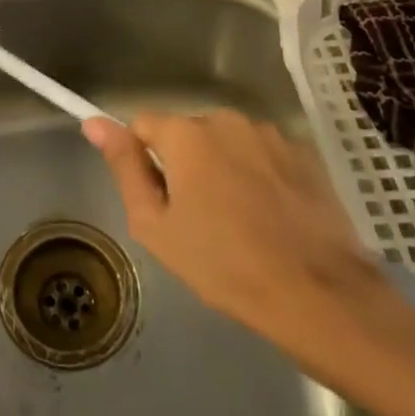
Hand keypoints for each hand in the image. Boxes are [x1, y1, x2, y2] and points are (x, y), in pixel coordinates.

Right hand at [83, 111, 414, 390]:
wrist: (320, 296)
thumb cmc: (224, 265)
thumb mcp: (156, 225)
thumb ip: (124, 167)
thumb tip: (94, 123)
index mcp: (185, 133)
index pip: (144, 126)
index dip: (143, 160)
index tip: (158, 198)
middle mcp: (226, 119)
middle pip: (188, 134)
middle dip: (186, 165)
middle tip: (198, 220)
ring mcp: (271, 134)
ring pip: (228, 144)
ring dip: (224, 169)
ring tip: (240, 223)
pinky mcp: (305, 154)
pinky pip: (264, 156)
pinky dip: (260, 177)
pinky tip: (272, 219)